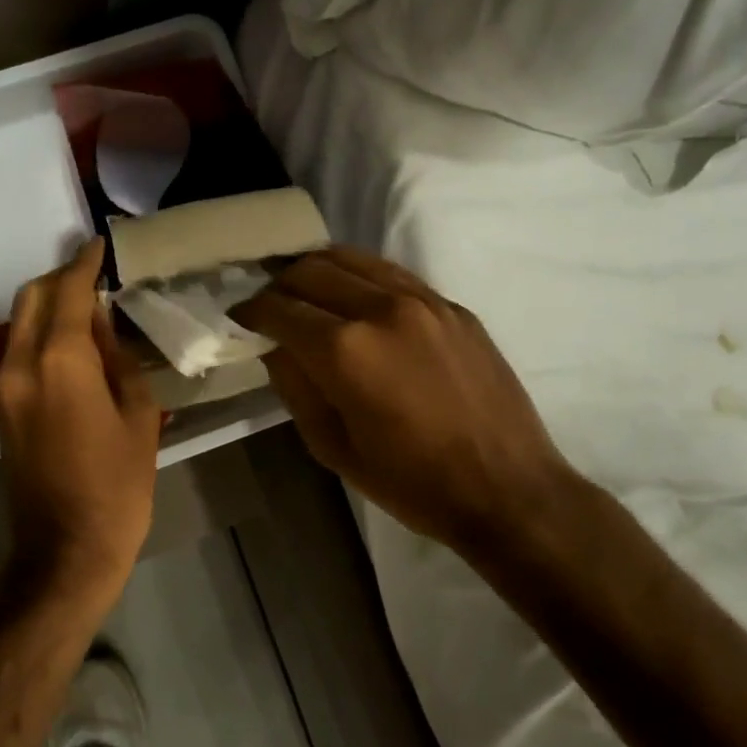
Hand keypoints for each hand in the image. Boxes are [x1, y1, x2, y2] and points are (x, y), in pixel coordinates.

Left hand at [0, 239, 159, 609]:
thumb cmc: (116, 488)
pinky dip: (37, 334)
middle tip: (94, 277)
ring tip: (85, 309)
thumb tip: (102, 326)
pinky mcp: (0, 409)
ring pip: (17, 324)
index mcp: (59, 363)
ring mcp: (2, 388)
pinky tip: (69, 345)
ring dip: (46, 306)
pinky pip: (15, 352)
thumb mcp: (138, 418)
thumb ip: (118, 361)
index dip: (84, 264)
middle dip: (60, 279)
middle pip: (30, 299)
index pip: (68, 292)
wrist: (64, 551)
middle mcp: (20, 365)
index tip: (99, 245)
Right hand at [234, 246, 581, 554]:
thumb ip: (295, 386)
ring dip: (318, 270)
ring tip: (306, 292)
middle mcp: (380, 309)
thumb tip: (276, 347)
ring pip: (353, 258)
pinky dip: (360, 277)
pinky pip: (392, 274)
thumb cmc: (410, 481)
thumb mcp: (331, 446)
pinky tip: (356, 300)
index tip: (239, 319)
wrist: (507, 488)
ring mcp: (423, 301)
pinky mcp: (452, 306)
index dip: (250, 311)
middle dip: (279, 284)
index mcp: (344, 350)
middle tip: (270, 306)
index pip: (279, 308)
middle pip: (311, 270)